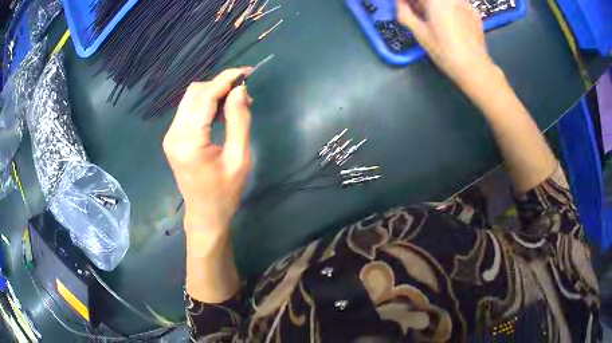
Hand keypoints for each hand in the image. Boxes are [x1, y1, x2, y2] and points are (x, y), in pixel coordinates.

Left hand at [163, 68, 252, 235]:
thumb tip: (240, 90)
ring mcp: (171, 135)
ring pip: (191, 98)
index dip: (226, 79)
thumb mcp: (239, 158)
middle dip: (220, 84)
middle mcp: (174, 133)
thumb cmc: (225, 193)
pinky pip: (189, 110)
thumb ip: (239, 121)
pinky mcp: (173, 138)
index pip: (205, 97)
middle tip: (244, 92)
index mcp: (189, 141)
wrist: (205, 214)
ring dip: (214, 93)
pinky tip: (221, 111)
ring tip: (236, 103)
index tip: (247, 72)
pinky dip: (206, 103)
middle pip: (194, 92)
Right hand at [397, 0, 493, 82]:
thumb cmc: (445, 51)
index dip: (408, 1)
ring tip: (432, 18)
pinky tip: (449, 22)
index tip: (404, 6)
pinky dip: (448, 8)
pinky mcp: (473, 12)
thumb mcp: (420, 33)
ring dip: (434, 5)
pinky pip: (456, 4)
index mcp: (436, 0)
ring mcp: (464, 3)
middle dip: (421, 2)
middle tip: (417, 12)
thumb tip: (400, 3)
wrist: (475, 67)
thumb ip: (405, 13)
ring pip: (444, 1)